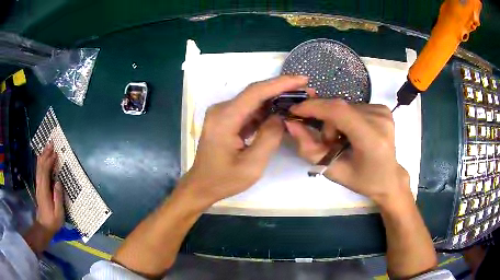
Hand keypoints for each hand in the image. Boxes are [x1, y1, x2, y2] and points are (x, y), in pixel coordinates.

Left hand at [36, 143, 63, 233]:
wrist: (44, 226)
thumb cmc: (53, 221)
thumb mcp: (58, 213)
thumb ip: (58, 197)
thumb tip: (58, 182)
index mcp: (44, 190)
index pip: (45, 172)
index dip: (49, 161)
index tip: (55, 153)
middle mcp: (39, 185)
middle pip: (41, 166)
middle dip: (45, 154)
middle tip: (51, 144)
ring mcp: (38, 185)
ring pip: (39, 167)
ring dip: (42, 156)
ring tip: (47, 147)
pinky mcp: (39, 187)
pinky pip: (39, 171)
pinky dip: (40, 162)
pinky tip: (41, 158)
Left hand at [180, 75, 310, 207]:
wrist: (202, 185)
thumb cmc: (224, 179)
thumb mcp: (252, 165)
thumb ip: (269, 137)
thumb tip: (281, 117)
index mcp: (225, 118)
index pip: (255, 92)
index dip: (281, 83)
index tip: (303, 79)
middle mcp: (221, 110)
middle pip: (255, 93)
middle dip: (281, 89)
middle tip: (306, 90)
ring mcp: (222, 113)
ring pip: (253, 100)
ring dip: (275, 99)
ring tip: (298, 100)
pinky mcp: (225, 119)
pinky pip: (248, 110)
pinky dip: (265, 110)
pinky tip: (281, 112)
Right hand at [285, 99, 408, 203]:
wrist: (389, 177)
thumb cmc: (362, 180)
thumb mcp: (333, 171)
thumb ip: (309, 148)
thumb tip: (290, 124)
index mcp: (372, 140)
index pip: (339, 112)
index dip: (313, 107)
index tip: (294, 111)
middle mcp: (381, 120)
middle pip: (340, 108)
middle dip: (325, 121)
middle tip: (326, 141)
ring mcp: (384, 112)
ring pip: (345, 106)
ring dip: (335, 121)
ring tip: (342, 140)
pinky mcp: (383, 108)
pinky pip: (354, 106)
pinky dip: (346, 118)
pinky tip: (353, 133)